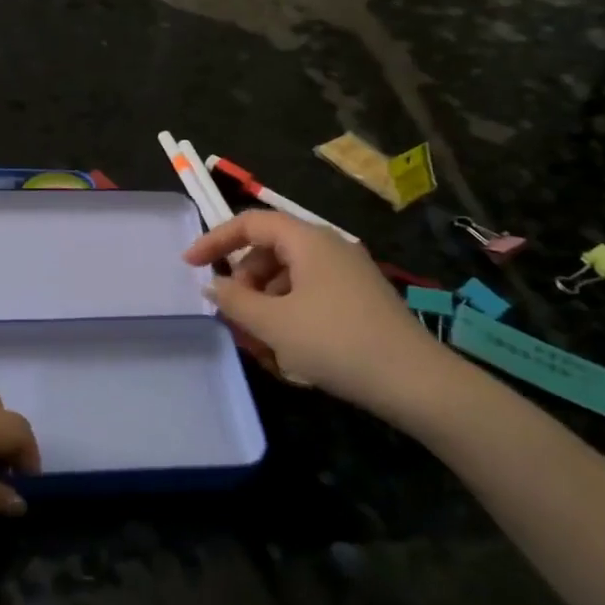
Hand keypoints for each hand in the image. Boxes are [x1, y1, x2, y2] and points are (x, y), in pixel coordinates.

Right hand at [185, 210, 475, 427]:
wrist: (413, 381)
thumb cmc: (335, 342)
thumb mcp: (274, 323)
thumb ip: (234, 301)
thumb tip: (212, 286)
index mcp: (308, 240)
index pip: (251, 223)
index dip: (216, 240)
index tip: (190, 265)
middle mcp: (329, 248)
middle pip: (270, 251)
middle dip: (244, 282)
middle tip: (233, 316)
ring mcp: (348, 274)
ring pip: (289, 276)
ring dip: (265, 303)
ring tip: (260, 343)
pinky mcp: (359, 299)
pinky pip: (310, 294)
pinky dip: (289, 313)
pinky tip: (289, 350)